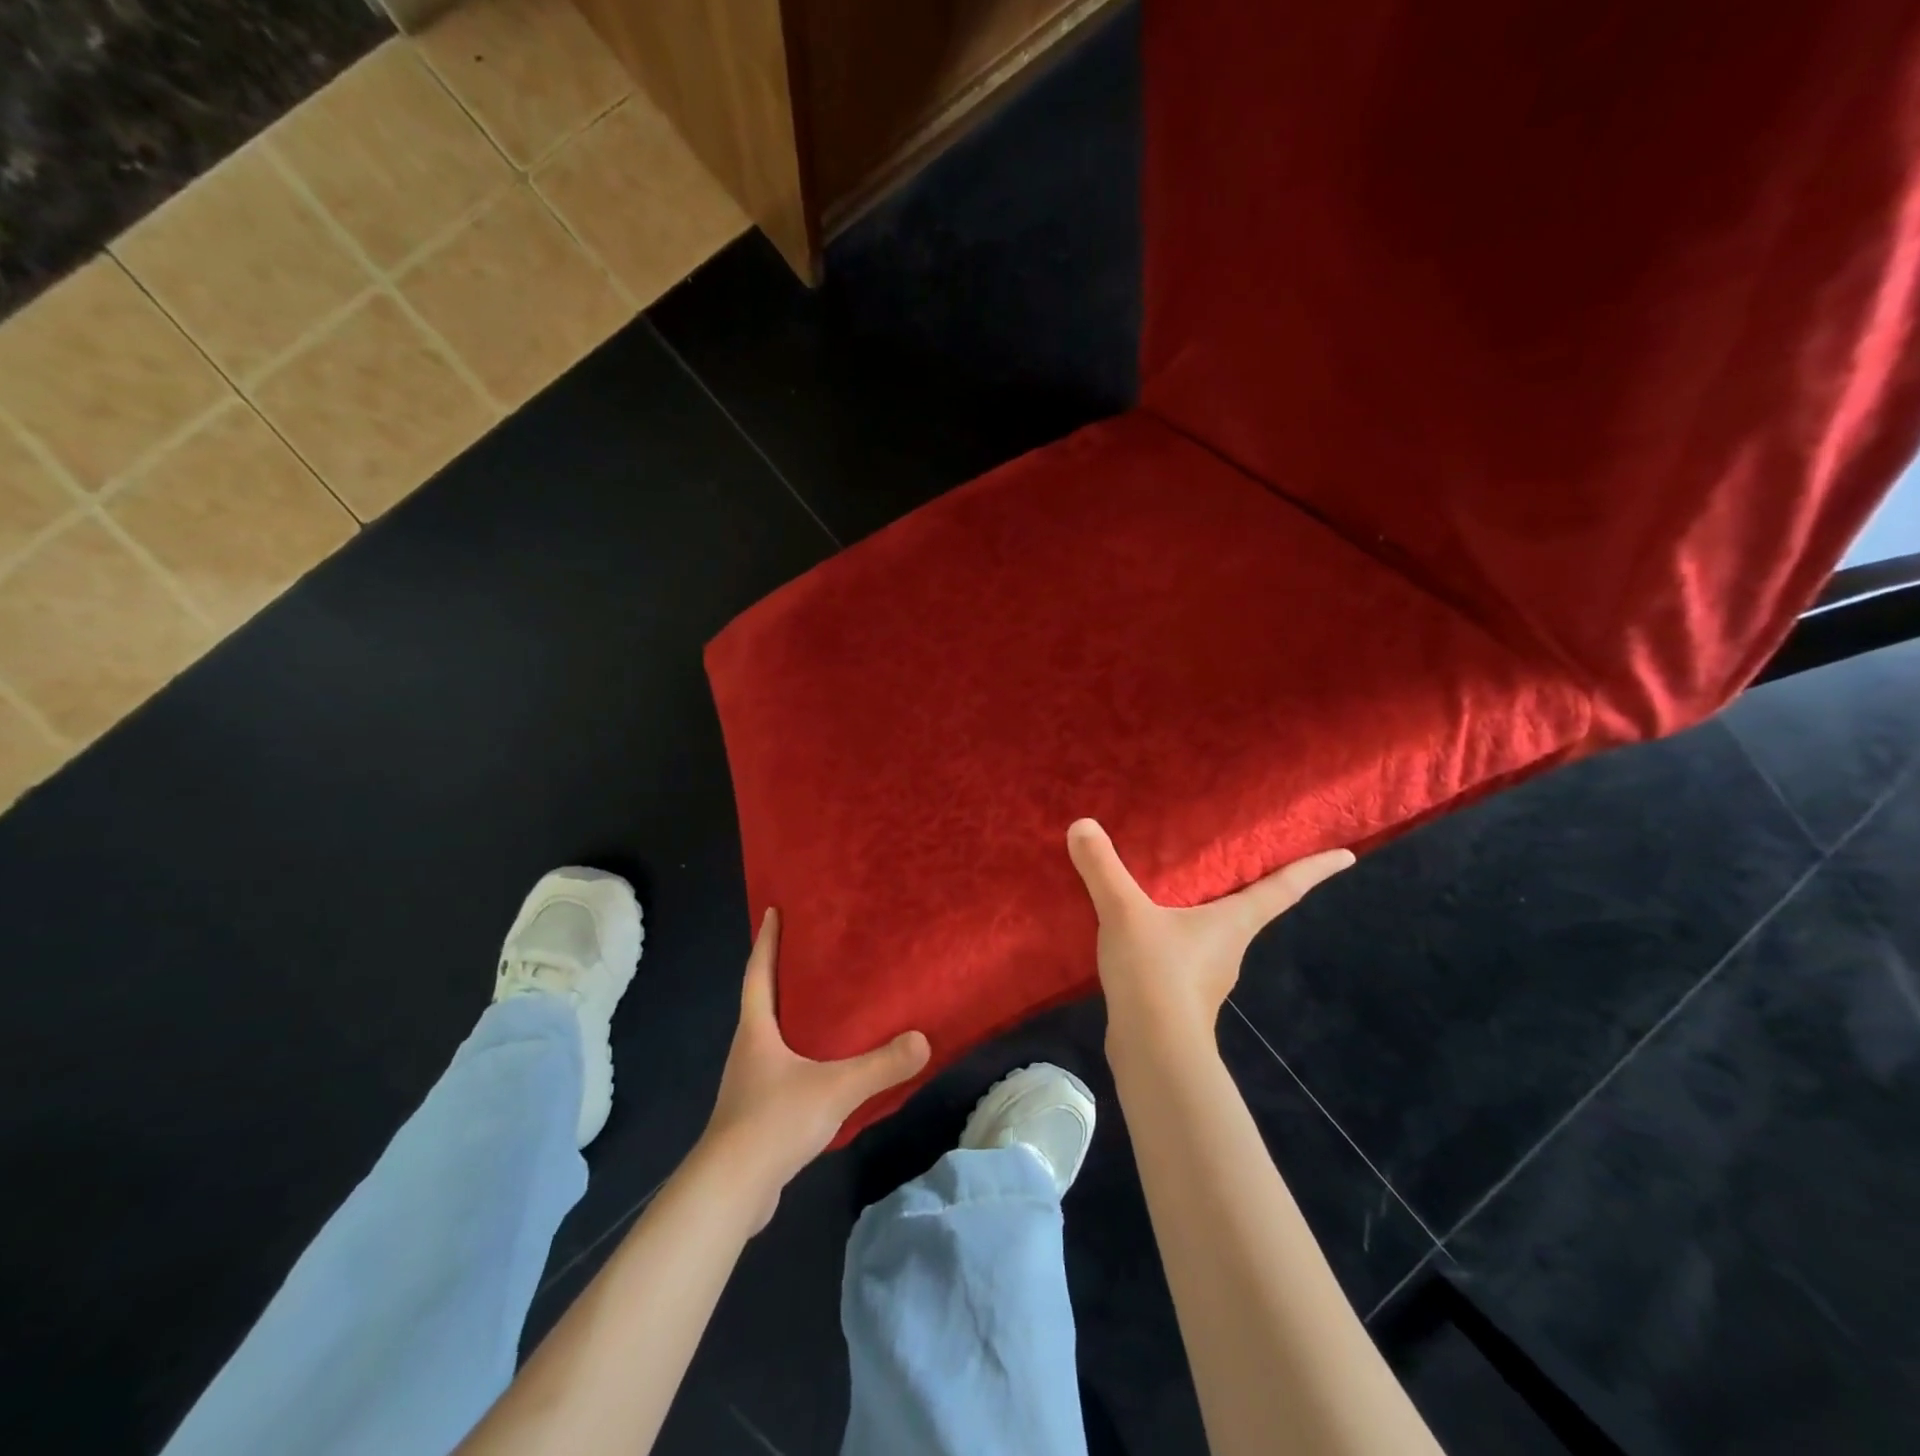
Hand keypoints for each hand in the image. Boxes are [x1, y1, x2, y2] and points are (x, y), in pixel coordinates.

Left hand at [701, 908, 929, 1227]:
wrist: (731, 1191)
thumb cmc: (774, 1121)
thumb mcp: (836, 1089)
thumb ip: (881, 1065)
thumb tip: (923, 1040)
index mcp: (757, 1030)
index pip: (758, 972)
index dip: (766, 940)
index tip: (773, 910)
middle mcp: (748, 1049)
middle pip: (763, 1001)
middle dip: (783, 974)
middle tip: (813, 951)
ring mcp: (749, 1082)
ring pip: (773, 1037)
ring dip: (793, 1018)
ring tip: (827, 1005)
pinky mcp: (757, 1113)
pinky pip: (782, 1069)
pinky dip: (801, 1056)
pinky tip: (826, 1066)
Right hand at [1066, 819, 1354, 1053]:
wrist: (1152, 1050)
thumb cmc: (1157, 973)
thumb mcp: (1124, 912)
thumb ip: (1103, 869)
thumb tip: (1082, 824)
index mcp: (1233, 921)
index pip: (1284, 887)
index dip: (1315, 868)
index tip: (1347, 856)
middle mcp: (1230, 946)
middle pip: (1249, 909)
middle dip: (1250, 885)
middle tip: (1241, 858)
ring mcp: (1209, 975)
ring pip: (1211, 933)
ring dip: (1203, 913)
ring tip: (1176, 890)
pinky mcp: (1182, 996)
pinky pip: (1182, 953)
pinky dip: (1172, 937)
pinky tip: (1142, 934)